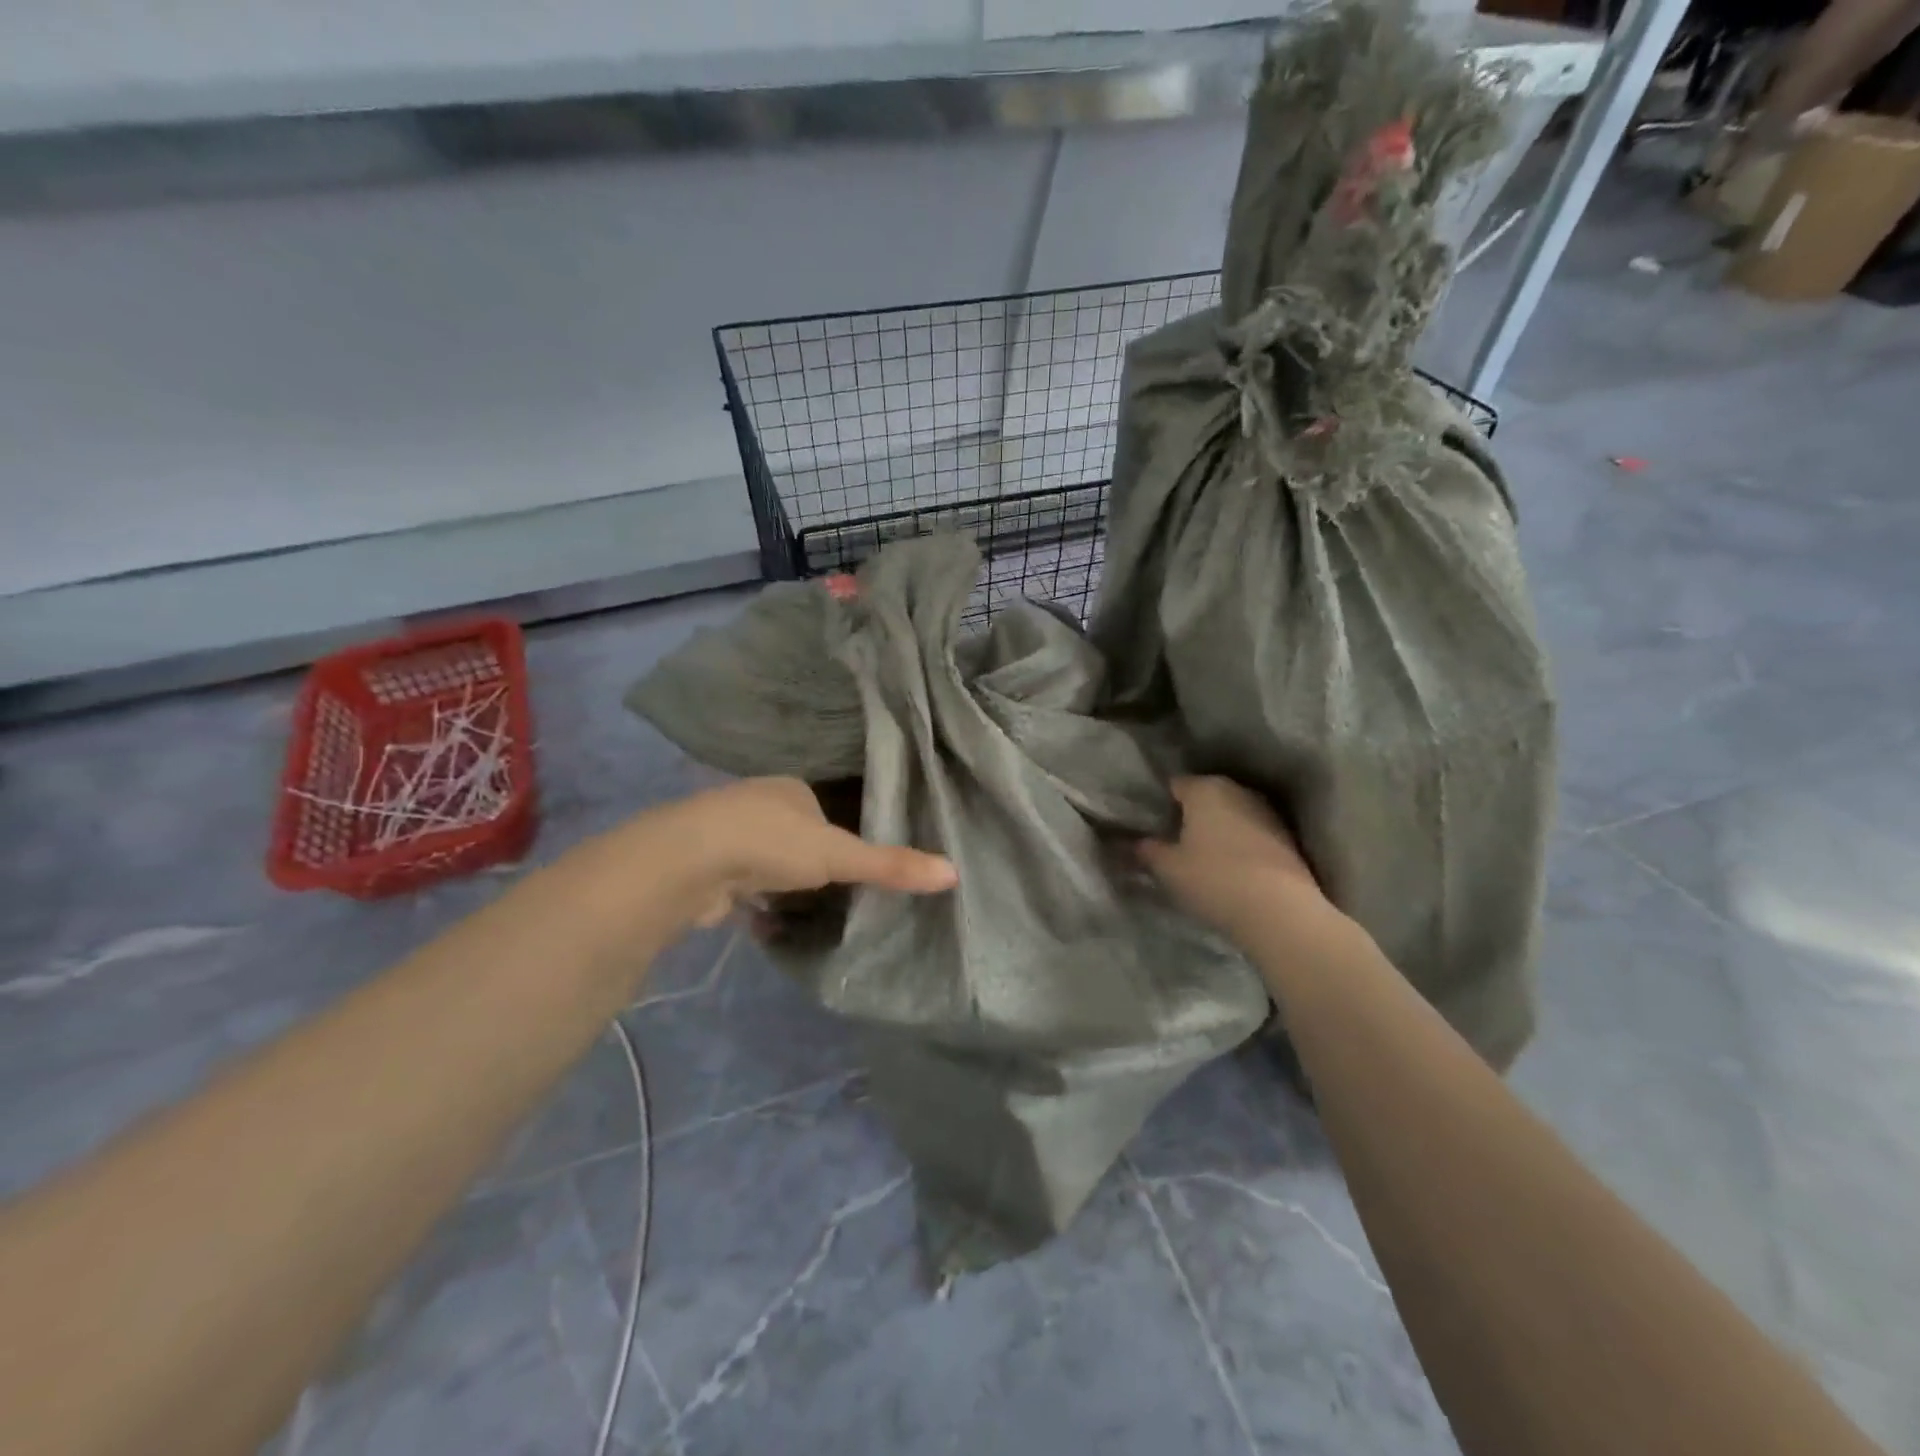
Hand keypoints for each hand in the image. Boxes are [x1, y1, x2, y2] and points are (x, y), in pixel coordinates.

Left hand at [661, 777, 955, 926]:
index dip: (844, 834)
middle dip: (810, 859)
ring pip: (765, 859)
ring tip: (806, 908)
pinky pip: (740, 884)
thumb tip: (953, 873)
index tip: (858, 863)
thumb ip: (891, 866)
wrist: (688, 863)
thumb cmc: (770, 844)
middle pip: (795, 833)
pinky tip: (765, 919)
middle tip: (836, 890)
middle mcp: (757, 804)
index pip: (826, 807)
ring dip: (779, 881)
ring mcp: (726, 835)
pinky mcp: (704, 868)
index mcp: (790, 789)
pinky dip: (753, 900)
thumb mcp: (839, 855)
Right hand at [1139, 776, 1341, 949]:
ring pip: (1232, 813)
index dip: (1162, 803)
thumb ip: (1148, 850)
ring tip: (1204, 856)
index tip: (1153, 825)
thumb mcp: (1168, 868)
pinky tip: (1233, 868)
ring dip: (1219, 829)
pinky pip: (1253, 833)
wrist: (1279, 910)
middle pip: (1207, 796)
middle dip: (1192, 813)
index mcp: (1205, 788)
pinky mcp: (1287, 837)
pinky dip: (1241, 844)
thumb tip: (1136, 842)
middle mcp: (1237, 790)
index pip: (1176, 784)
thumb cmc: (1213, 879)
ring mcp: (1267, 812)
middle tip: (1176, 840)